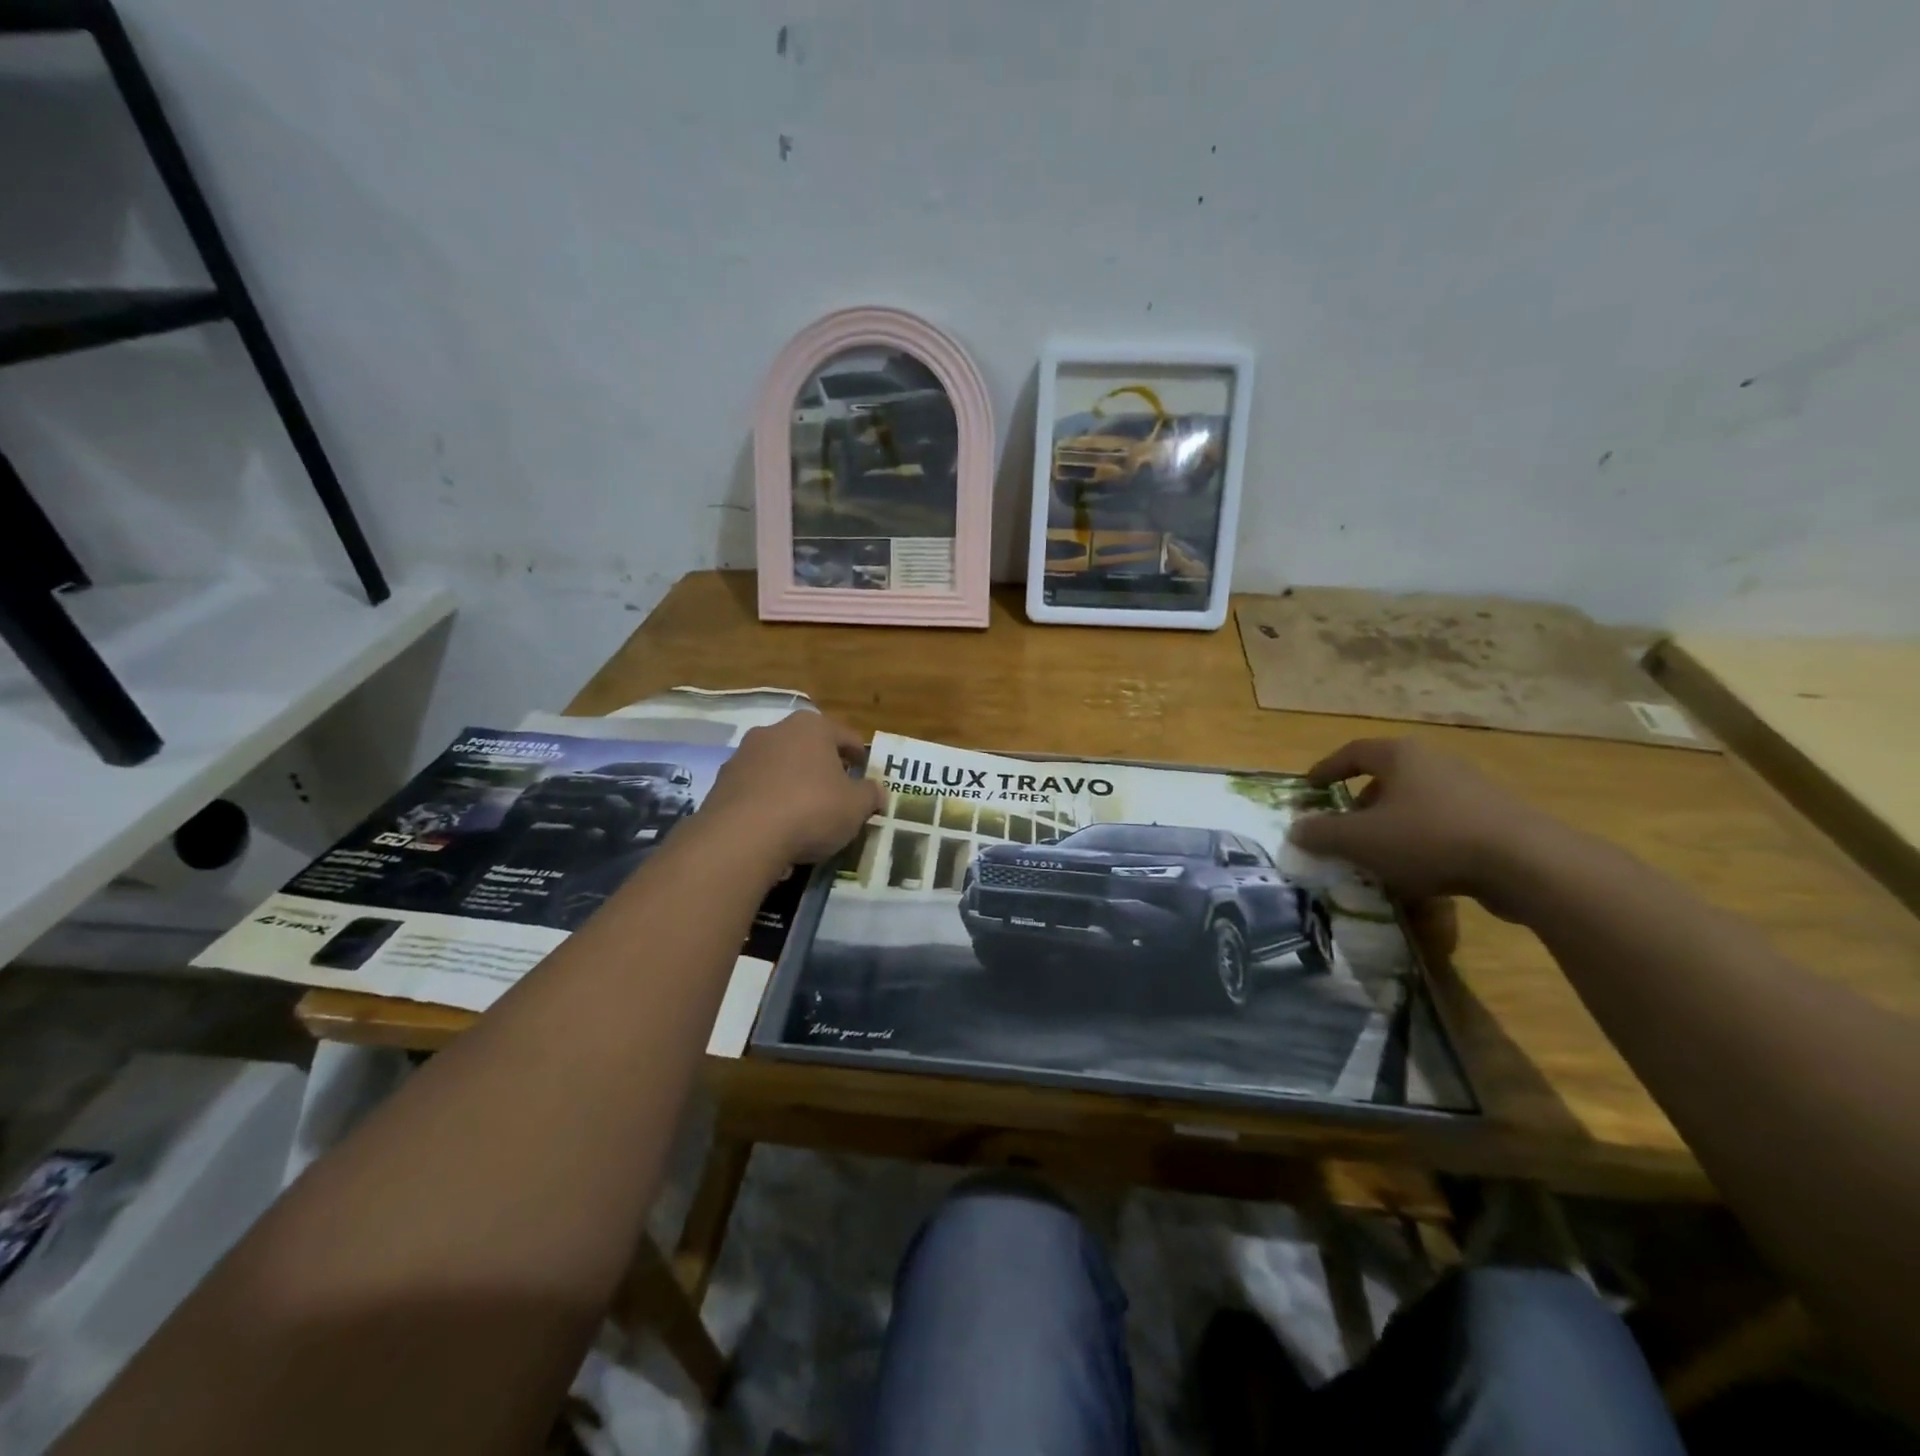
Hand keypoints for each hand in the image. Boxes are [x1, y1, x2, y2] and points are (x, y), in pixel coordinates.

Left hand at [698, 712, 884, 867]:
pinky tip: (776, 825)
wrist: (742, 836)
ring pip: (779, 766)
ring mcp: (744, 755)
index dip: (859, 755)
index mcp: (812, 727)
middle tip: (836, 791)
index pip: (845, 736)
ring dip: (792, 782)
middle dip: (823, 766)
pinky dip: (768, 800)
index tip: (864, 772)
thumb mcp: (855, 807)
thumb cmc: (811, 809)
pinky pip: (756, 788)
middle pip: (808, 747)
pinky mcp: (722, 782)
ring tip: (804, 812)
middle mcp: (775, 731)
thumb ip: (870, 795)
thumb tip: (878, 792)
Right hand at [1286, 738, 1553, 909]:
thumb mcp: (1361, 840)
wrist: (1526, 864)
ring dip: (1391, 826)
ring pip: (1416, 804)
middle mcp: (1436, 763)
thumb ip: (1323, 834)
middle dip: (1360, 804)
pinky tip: (1418, 873)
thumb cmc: (1429, 838)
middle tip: (1343, 829)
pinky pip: (1444, 825)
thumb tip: (1296, 829)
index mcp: (1401, 756)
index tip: (1309, 789)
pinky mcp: (1496, 820)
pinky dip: (1422, 842)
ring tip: (1377, 856)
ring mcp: (1470, 790)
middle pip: (1386, 777)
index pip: (1353, 752)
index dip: (1326, 769)